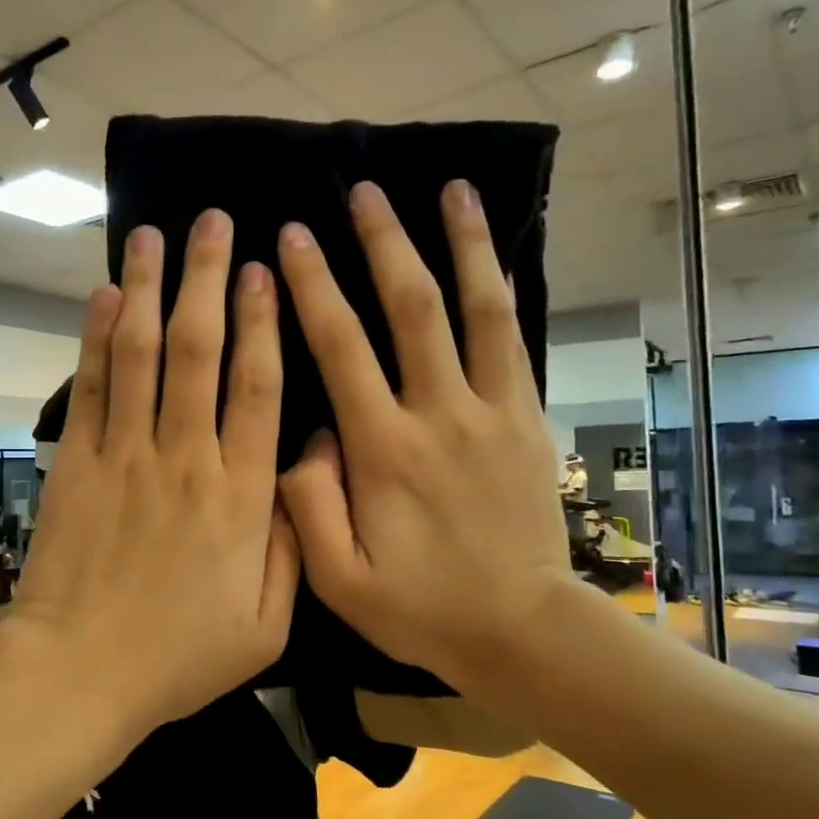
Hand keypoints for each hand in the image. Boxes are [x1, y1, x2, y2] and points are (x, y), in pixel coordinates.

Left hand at [14, 210, 299, 731]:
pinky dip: (95, 337)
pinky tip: (103, 294)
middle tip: (211, 221)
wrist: (82, 672)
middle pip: (199, 351)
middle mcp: (185, 457)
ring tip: (152, 234)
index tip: (264, 269)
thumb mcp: (266, 624)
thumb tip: (303, 474)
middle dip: (206, 279)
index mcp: (240, 496)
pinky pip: (91, 387)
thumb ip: (293, 545)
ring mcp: (125, 455)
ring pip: (141, 353)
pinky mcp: (77, 462)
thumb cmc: (179, 655)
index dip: (263, 322)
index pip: (257, 388)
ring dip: (148, 288)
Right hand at [275, 179, 574, 688]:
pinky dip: (500, 291)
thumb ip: (307, 504)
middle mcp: (438, 414)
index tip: (292, 238)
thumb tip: (305, 435)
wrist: (521, 630)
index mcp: (383, 449)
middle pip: (411, 309)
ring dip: (461, 245)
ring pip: (476, 310)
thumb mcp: (338, 579)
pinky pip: (513, 341)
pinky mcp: (526, 419)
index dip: (313, 288)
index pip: (341, 348)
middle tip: (361, 191)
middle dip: (383, 244)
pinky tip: (492, 255)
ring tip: (451, 189)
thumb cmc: (421, 607)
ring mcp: (491, 411)